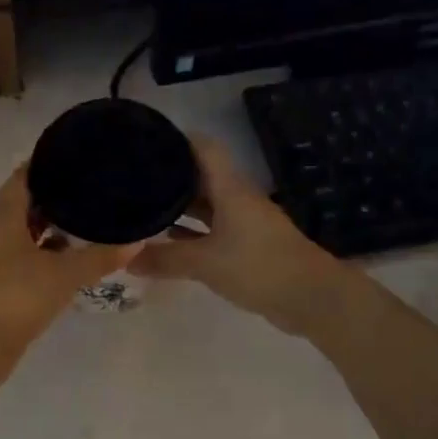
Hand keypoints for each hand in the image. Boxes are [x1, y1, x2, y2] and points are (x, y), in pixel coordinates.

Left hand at [0, 166, 140, 370]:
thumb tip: (137, 240)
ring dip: (46, 228)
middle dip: (52, 197)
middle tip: (88, 189)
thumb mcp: (65, 275)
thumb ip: (101, 257)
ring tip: (82, 223)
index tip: (75, 158)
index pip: (23, 177)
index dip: (47, 164)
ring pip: (20, 232)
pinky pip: (18, 256)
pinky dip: (40, 253)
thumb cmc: (18, 297)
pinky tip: (64, 262)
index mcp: (2, 217)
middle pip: (22, 204)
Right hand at [133, 137, 345, 335]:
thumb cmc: (258, 267)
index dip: (177, 140)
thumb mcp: (205, 263)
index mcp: (230, 189)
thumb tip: (125, 260)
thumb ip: (165, 259)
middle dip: (171, 175)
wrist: (312, 298)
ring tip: (144, 207)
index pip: (203, 148)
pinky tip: (170, 240)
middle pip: (202, 176)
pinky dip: (193, 233)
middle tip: (134, 179)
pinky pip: (214, 231)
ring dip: (181, 206)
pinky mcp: (249, 247)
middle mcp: (237, 199)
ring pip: (207, 205)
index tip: (146, 142)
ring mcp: (245, 223)